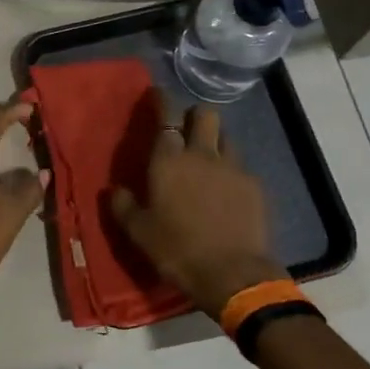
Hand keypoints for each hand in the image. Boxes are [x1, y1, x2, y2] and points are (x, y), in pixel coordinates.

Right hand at [111, 100, 283, 316]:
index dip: (162, 100)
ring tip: (209, 161)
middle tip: (187, 131)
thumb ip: (123, 205)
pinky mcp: (255, 186)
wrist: (232, 274)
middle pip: (206, 114)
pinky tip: (228, 191)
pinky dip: (232, 171)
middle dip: (196, 115)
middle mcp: (202, 154)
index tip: (158, 94)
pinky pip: (241, 167)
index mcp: (169, 160)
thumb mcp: (138, 232)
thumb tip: (114, 190)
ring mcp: (233, 168)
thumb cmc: (176, 250)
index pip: (166, 115)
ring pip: (227, 138)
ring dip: (216, 142)